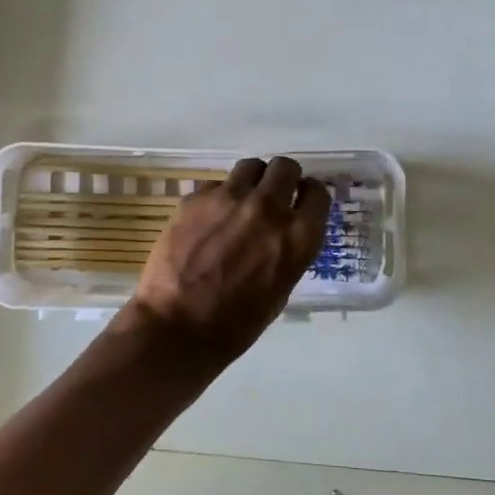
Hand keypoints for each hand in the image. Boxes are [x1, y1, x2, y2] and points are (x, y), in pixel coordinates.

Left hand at [125, 155, 330, 367]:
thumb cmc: (235, 324)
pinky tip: (207, 221)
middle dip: (283, 178)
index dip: (309, 194)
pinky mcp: (196, 198)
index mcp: (298, 236)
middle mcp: (269, 207)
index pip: (317, 193)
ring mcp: (230, 198)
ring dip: (252, 181)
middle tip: (272, 195)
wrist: (177, 327)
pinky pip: (215, 185)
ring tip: (241, 201)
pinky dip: (217, 198)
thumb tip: (282, 235)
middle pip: (286, 167)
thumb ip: (288, 251)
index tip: (301, 200)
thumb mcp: (280, 289)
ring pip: (250, 167)